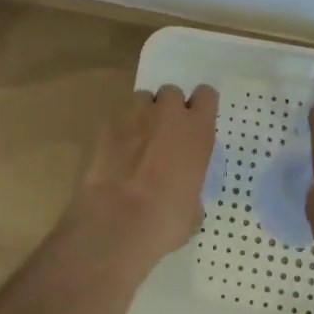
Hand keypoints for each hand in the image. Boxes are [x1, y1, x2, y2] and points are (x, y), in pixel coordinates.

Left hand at [65, 84, 217, 275]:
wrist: (116, 220)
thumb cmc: (165, 220)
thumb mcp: (193, 210)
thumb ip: (191, 187)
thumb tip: (184, 193)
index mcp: (197, 130)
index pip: (206, 95)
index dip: (199, 107)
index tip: (194, 121)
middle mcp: (168, 113)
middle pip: (171, 93)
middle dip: (168, 109)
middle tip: (163, 134)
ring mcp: (135, 113)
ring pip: (142, 99)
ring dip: (142, 115)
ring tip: (136, 140)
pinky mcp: (106, 122)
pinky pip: (118, 116)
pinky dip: (119, 129)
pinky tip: (115, 152)